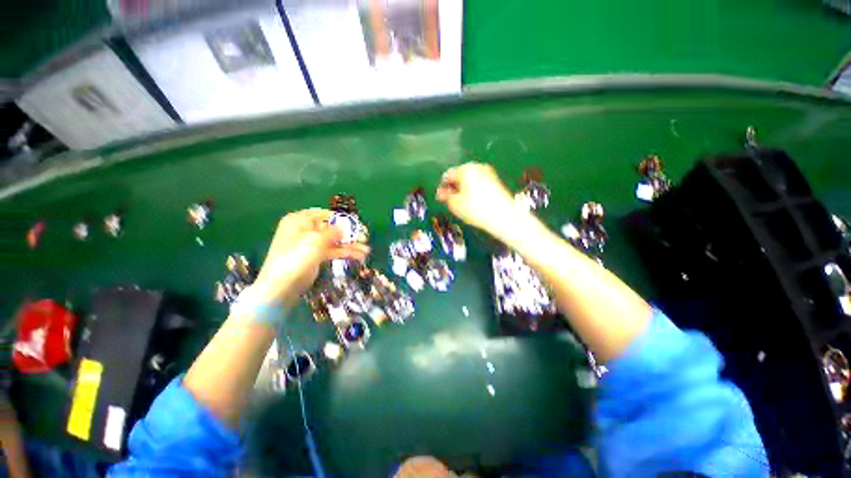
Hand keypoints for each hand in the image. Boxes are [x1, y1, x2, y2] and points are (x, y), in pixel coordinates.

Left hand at [253, 209, 368, 306]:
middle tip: (364, 236)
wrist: (281, 287)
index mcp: (299, 220)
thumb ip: (333, 231)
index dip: (338, 217)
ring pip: (334, 241)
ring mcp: (311, 244)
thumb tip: (344, 227)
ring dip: (350, 245)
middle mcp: (305, 230)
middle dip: (348, 233)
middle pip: (331, 228)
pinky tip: (359, 255)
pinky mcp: (316, 257)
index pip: (322, 214)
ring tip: (366, 250)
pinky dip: (345, 253)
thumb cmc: (295, 258)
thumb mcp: (315, 240)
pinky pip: (333, 251)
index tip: (354, 222)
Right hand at [436, 163, 527, 237]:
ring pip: (470, 179)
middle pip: (460, 175)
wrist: (503, 216)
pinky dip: (473, 190)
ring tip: (462, 203)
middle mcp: (477, 167)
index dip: (442, 187)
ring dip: (463, 189)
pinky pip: (479, 183)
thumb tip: (441, 192)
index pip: (448, 175)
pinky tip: (473, 202)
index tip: (441, 198)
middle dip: (454, 187)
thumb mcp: (455, 204)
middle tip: (451, 201)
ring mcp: (488, 173)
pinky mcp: (495, 181)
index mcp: (465, 169)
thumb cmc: (476, 209)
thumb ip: (445, 195)